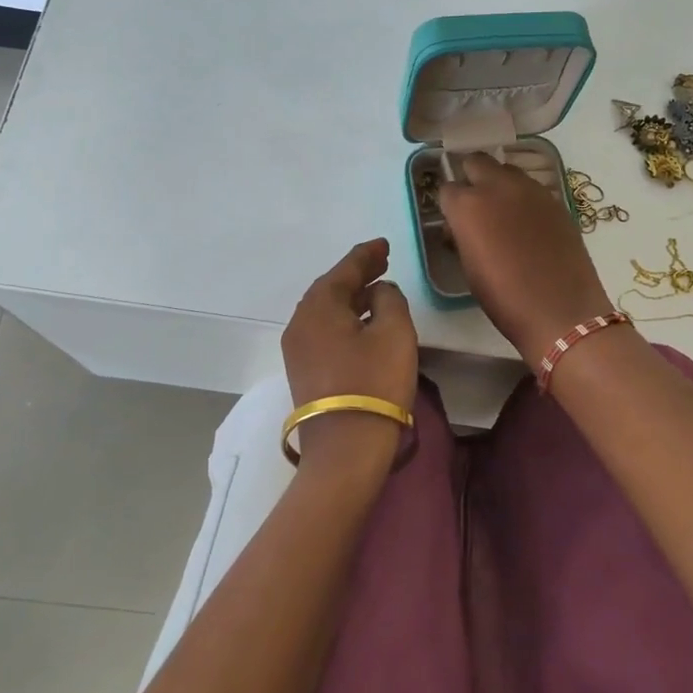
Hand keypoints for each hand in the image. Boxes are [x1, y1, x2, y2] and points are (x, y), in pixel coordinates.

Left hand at [281, 238, 418, 465]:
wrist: (345, 448)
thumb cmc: (374, 382)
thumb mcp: (394, 332)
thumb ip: (389, 300)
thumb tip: (378, 292)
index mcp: (319, 306)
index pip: (345, 269)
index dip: (366, 255)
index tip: (384, 245)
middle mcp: (300, 322)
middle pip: (330, 288)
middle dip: (357, 274)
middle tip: (382, 262)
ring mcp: (297, 349)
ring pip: (326, 311)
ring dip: (351, 297)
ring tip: (376, 289)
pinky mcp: (303, 371)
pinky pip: (324, 330)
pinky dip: (344, 318)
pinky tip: (361, 322)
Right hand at [437, 154, 614, 366]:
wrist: (560, 311)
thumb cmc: (504, 298)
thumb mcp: (469, 268)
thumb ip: (461, 236)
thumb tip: (459, 227)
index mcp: (468, 206)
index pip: (447, 188)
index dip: (448, 205)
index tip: (453, 222)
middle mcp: (498, 187)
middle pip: (477, 162)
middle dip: (471, 178)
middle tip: (475, 206)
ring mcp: (531, 190)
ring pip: (506, 170)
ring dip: (499, 183)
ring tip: (503, 213)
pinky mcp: (555, 200)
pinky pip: (531, 187)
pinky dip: (523, 197)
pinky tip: (527, 223)